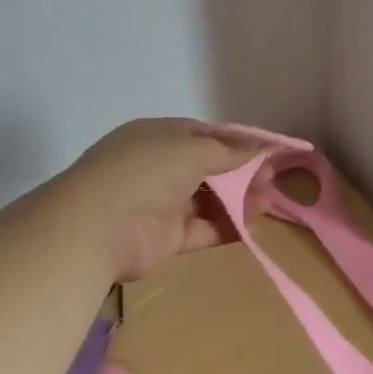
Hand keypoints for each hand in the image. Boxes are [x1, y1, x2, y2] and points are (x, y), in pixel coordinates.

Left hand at [62, 118, 261, 281]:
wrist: (99, 226)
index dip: (236, 142)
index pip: (204, 135)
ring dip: (238, 201)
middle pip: (209, 168)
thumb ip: (230, 150)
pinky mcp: (166, 238)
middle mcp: (159, 167)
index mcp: (159, 136)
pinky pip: (203, 229)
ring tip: (269, 203)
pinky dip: (227, 227)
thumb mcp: (194, 149)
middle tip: (273, 180)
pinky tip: (252, 226)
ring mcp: (161, 203)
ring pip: (208, 200)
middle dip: (242, 173)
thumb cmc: (148, 171)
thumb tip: (259, 146)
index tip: (266, 151)